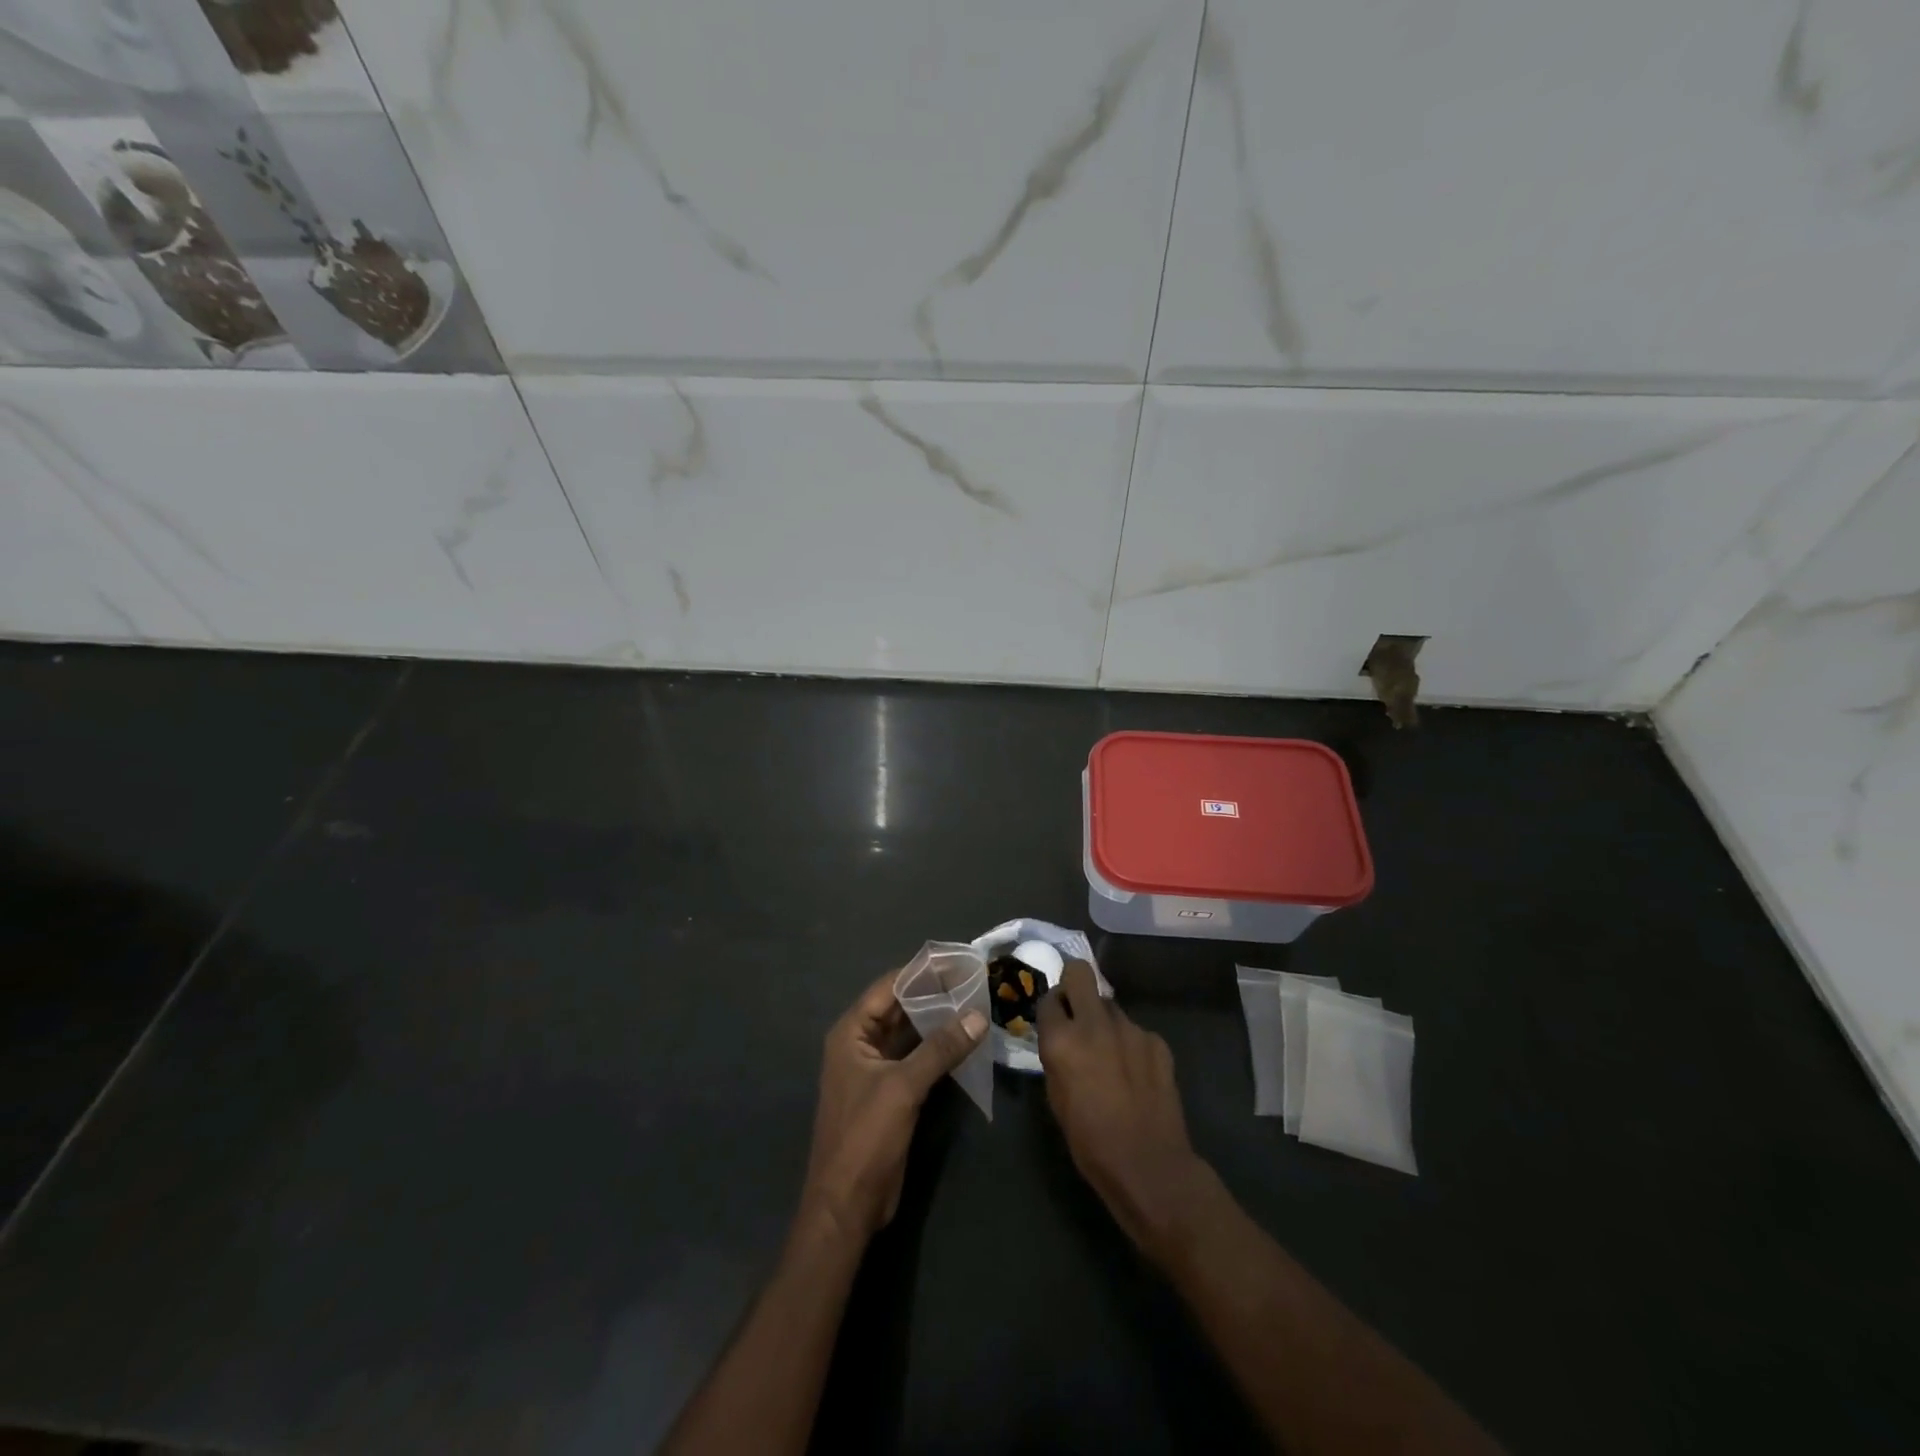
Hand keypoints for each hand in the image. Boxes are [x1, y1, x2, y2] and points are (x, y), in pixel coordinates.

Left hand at [801, 967, 987, 1242]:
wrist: (847, 1205)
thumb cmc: (865, 1137)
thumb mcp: (903, 1088)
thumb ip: (940, 1048)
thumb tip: (977, 1015)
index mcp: (851, 1033)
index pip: (889, 987)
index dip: (922, 971)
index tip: (958, 958)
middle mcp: (860, 1044)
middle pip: (900, 1007)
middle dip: (935, 994)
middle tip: (975, 979)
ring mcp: (876, 1069)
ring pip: (910, 1033)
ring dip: (939, 1020)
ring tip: (977, 1002)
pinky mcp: (891, 1092)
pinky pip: (916, 1057)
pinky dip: (938, 1047)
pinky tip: (966, 1040)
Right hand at [1037, 961, 1211, 1262]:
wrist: (1148, 1165)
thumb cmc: (1090, 1141)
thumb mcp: (1056, 1098)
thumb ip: (1056, 1057)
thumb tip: (1060, 1038)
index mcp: (1062, 1040)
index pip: (1048, 999)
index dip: (1050, 1009)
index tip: (1054, 1022)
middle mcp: (1094, 1023)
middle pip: (1080, 972)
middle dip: (1074, 984)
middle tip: (1077, 1010)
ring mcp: (1130, 1029)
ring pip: (1110, 1006)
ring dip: (1105, 1021)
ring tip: (1111, 1055)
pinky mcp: (1157, 1041)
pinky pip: (1136, 1031)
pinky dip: (1131, 1045)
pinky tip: (1136, 1074)